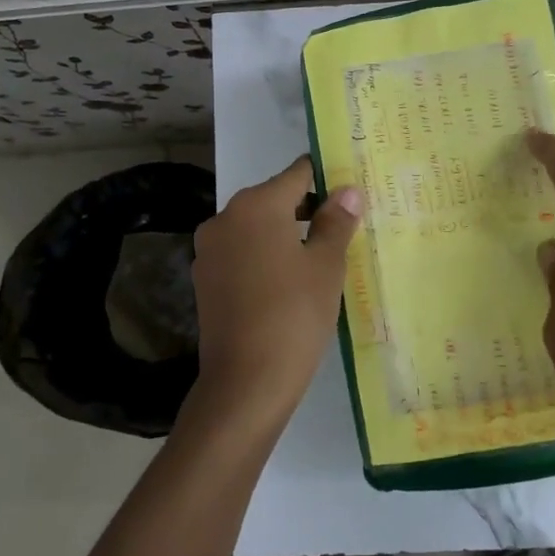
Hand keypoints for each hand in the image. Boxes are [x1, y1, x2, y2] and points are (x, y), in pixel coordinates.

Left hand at [186, 156, 361, 434]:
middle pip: (274, 199)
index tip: (350, 192)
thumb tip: (347, 191)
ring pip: (256, 228)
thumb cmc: (295, 314)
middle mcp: (226, 217)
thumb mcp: (326, 266)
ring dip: (285, 234)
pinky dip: (264, 257)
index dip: (327, 178)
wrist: (246, 382)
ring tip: (320, 258)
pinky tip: (288, 283)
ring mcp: (209, 250)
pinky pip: (242, 254)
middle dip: (308, 209)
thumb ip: (336, 222)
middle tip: (342, 228)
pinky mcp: (204, 279)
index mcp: (256, 205)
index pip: (298, 173)